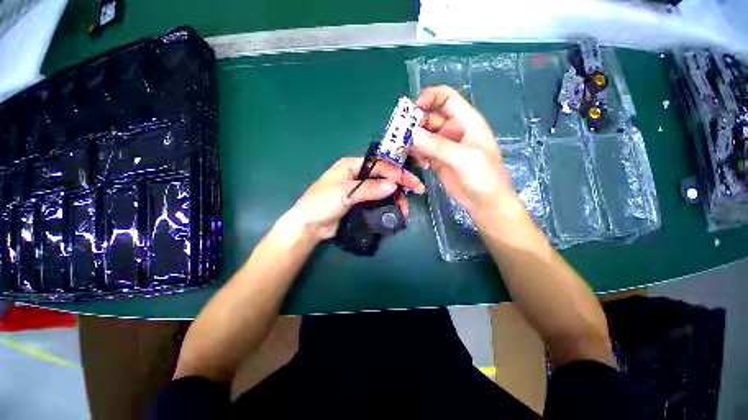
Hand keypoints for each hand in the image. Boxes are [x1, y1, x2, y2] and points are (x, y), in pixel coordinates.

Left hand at [287, 157, 424, 240]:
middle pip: (384, 175)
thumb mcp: (344, 193)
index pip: (379, 164)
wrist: (309, 226)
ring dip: (396, 196)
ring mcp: (360, 189)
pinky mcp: (360, 202)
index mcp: (351, 165)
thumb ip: (368, 188)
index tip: (411, 182)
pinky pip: (378, 200)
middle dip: (400, 183)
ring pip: (383, 189)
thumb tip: (393, 185)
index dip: (396, 172)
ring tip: (405, 208)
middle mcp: (358, 174)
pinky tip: (396, 211)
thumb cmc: (321, 204)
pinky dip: (388, 204)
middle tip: (416, 191)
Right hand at [411, 86, 517, 219]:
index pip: (446, 97)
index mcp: (466, 120)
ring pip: (423, 135)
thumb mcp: (464, 158)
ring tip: (408, 152)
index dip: (428, 97)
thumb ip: (438, 146)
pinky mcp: (437, 160)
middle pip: (429, 117)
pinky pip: (422, 151)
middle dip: (415, 124)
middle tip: (402, 137)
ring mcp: (444, 146)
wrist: (485, 203)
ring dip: (413, 141)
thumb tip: (411, 134)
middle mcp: (453, 129)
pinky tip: (420, 165)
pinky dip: (417, 155)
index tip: (411, 110)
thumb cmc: (484, 177)